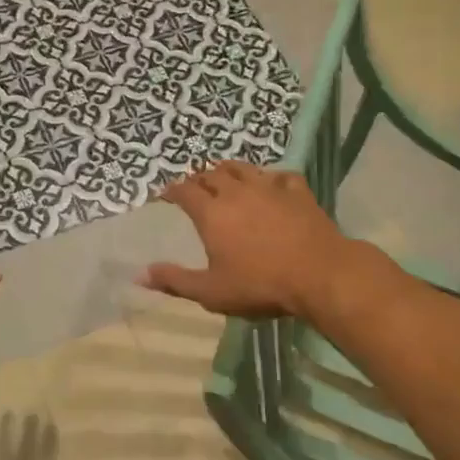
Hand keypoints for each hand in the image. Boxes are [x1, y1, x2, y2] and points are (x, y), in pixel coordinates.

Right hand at [140, 161, 366, 319]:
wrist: (319, 274)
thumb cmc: (260, 285)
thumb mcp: (211, 291)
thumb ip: (175, 281)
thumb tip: (139, 275)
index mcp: (211, 213)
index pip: (184, 191)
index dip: (172, 190)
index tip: (165, 194)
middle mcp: (236, 192)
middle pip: (211, 174)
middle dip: (198, 178)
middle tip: (194, 187)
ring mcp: (269, 188)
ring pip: (243, 168)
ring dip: (229, 170)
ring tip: (225, 176)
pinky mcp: (297, 191)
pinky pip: (280, 176)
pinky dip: (270, 178)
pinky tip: (271, 184)